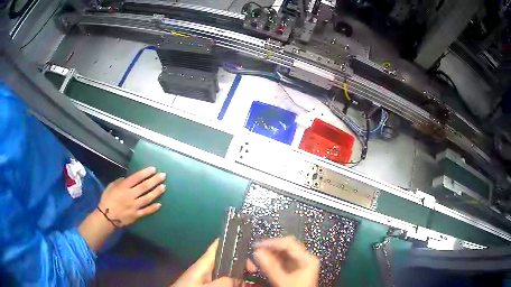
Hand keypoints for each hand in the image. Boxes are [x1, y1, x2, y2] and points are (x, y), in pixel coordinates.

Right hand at [98, 166, 165, 226]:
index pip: (137, 178)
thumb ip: (119, 182)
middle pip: (145, 186)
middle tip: (163, 176)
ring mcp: (134, 206)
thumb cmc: (107, 200)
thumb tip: (127, 179)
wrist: (106, 217)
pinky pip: (146, 211)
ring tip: (164, 187)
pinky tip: (160, 204)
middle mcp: (131, 195)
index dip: (146, 173)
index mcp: (124, 187)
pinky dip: (153, 208)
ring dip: (156, 192)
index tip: (154, 169)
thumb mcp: (111, 186)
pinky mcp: (136, 215)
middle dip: (155, 180)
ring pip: (148, 198)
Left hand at [171, 239, 252, 286]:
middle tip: (254, 268)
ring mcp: (207, 276)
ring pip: (227, 271)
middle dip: (241, 262)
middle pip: (226, 259)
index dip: (231, 240)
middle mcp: (207, 267)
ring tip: (252, 275)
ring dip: (239, 273)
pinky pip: (224, 280)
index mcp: (204, 263)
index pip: (217, 245)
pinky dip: (233, 281)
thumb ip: (223, 282)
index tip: (247, 240)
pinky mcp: (208, 284)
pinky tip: (242, 284)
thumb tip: (238, 279)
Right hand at [254, 236, 319, 286]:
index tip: (257, 245)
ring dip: (272, 254)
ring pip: (285, 253)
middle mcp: (306, 258)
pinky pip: (285, 260)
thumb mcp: (282, 281)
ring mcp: (302, 264)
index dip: (272, 243)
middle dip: (272, 248)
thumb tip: (257, 252)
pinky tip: (266, 263)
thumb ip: (270, 267)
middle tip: (257, 250)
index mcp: (307, 259)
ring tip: (259, 256)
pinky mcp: (297, 270)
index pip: (289, 244)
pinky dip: (275, 260)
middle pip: (288, 247)